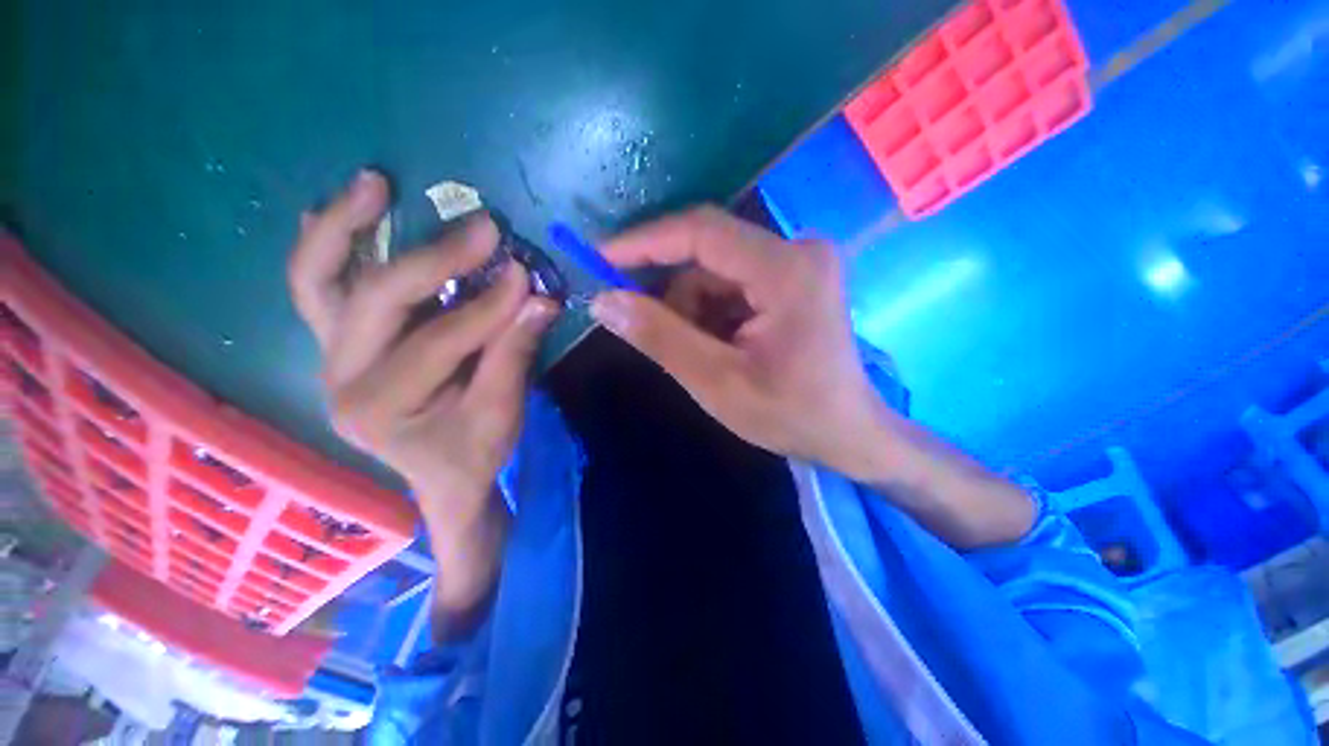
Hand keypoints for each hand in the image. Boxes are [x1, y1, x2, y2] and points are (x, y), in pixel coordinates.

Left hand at [287, 170, 558, 511]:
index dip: (487, 309)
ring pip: (317, 282)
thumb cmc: (473, 453)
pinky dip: (327, 245)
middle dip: (433, 261)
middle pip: (373, 301)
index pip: (438, 342)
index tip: (526, 277)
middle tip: (482, 228)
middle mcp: (339, 377)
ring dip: (343, 226)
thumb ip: (515, 353)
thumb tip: (540, 299)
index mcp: (380, 408)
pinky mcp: (340, 343)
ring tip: (374, 182)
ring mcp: (331, 356)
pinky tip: (340, 210)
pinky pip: (318, 288)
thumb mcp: (501, 413)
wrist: (442, 476)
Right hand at [590, 206, 895, 480]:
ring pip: (716, 271)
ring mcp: (798, 262)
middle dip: (670, 292)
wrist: (849, 433)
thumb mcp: (717, 382)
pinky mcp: (794, 278)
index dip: (644, 242)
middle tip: (644, 328)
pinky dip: (712, 312)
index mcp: (786, 270)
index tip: (599, 259)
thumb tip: (604, 301)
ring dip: (693, 309)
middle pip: (708, 253)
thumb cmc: (791, 415)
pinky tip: (719, 345)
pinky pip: (732, 283)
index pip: (700, 232)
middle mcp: (797, 250)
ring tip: (701, 353)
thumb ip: (660, 337)